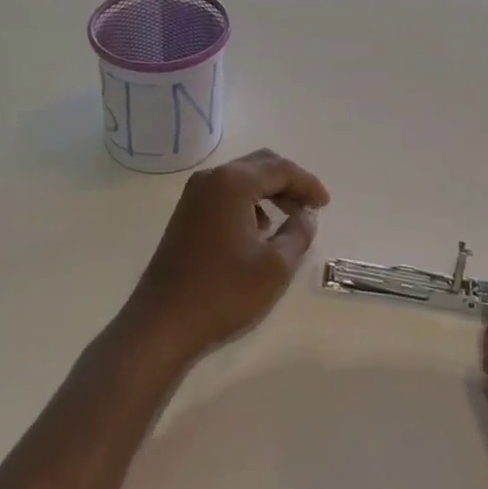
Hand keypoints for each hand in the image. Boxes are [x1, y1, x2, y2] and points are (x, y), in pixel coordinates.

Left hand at [123, 148, 329, 361]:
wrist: (162, 323)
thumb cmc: (223, 292)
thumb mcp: (274, 266)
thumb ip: (298, 233)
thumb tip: (307, 215)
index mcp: (233, 182)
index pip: (281, 169)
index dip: (308, 184)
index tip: (325, 204)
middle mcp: (212, 178)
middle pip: (260, 165)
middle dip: (289, 182)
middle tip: (311, 207)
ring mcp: (194, 195)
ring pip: (242, 179)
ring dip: (269, 192)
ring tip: (290, 219)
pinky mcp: (186, 213)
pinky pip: (226, 194)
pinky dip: (249, 203)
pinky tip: (259, 230)